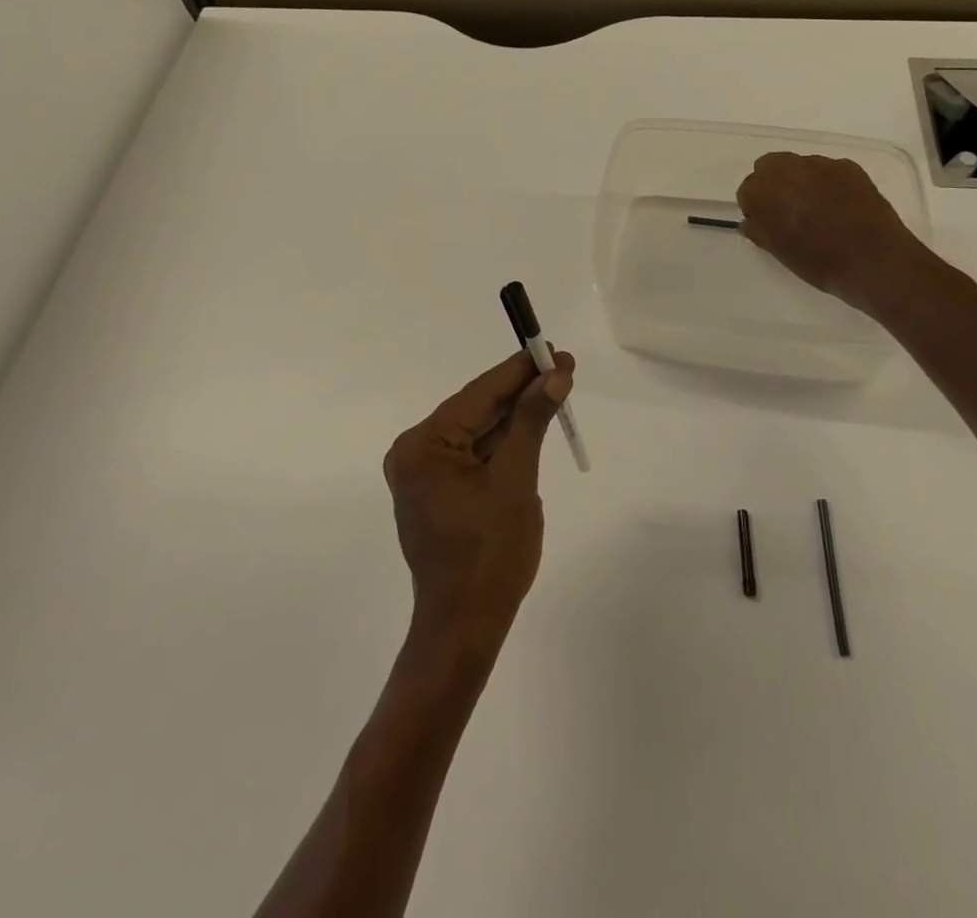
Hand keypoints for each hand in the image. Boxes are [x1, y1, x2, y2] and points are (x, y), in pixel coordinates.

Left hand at [383, 349, 574, 652]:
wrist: (465, 627)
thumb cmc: (491, 554)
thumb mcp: (516, 480)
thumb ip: (532, 421)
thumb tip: (555, 375)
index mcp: (423, 446)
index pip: (479, 394)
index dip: (520, 370)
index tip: (553, 350)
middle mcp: (414, 452)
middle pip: (476, 410)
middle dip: (520, 391)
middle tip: (562, 367)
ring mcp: (423, 473)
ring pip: (477, 431)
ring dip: (515, 415)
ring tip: (554, 389)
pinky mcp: (436, 490)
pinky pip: (473, 454)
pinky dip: (502, 442)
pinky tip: (532, 423)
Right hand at [736, 151, 932, 316]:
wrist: (875, 262)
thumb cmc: (819, 263)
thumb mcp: (779, 252)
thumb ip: (760, 230)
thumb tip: (753, 220)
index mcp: (764, 191)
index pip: (748, 189)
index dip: (756, 207)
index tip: (767, 223)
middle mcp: (788, 169)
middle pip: (769, 166)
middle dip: (773, 184)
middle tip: (787, 211)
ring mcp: (821, 164)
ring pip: (799, 166)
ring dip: (800, 181)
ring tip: (818, 209)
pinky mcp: (849, 166)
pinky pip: (828, 170)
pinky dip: (827, 183)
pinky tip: (840, 206)